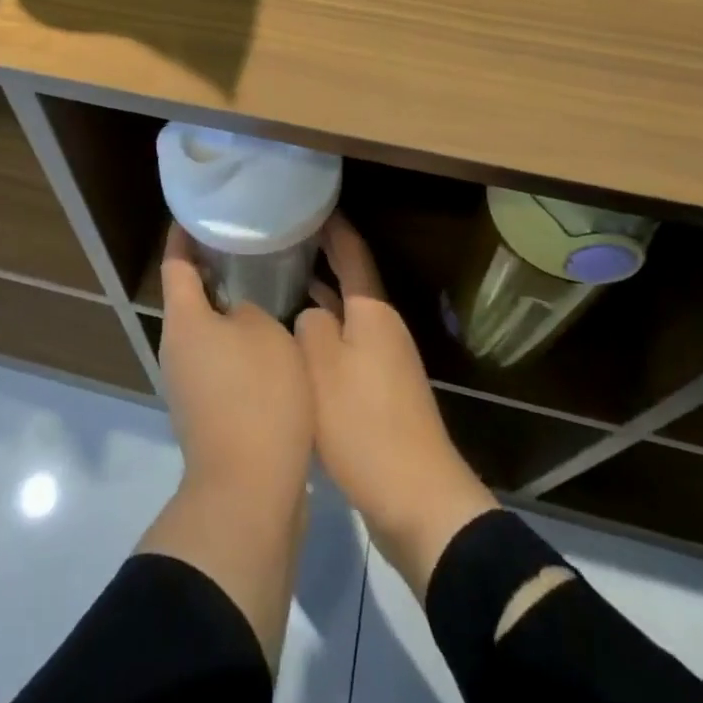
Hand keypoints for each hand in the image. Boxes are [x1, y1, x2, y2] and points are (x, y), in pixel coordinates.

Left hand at [156, 225, 313, 500]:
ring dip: (228, 306)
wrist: (249, 492)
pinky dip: (237, 341)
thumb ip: (251, 308)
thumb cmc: (256, 397)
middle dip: (213, 267)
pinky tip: (270, 336)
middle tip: (245, 242)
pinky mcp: (207, 411)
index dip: (184, 234)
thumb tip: (239, 312)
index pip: (176, 262)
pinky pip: (219, 359)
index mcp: (183, 320)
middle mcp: (176, 348)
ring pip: (206, 329)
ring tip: (263, 283)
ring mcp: (188, 383)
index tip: (197, 211)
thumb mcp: (266, 334)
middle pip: (189, 296)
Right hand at [296, 215, 497, 598]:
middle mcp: (383, 328)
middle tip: (286, 238)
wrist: (418, 499)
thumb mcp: (322, 366)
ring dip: (321, 295)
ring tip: (284, 280)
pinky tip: (299, 341)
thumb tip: (310, 313)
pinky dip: (324, 332)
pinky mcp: (380, 393)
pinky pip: (347, 344)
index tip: (310, 203)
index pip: (352, 252)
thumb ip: (309, 326)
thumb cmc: (365, 424)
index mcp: (372, 312)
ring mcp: (385, 361)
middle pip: (351, 280)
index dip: (333, 226)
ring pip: (347, 314)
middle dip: (323, 257)